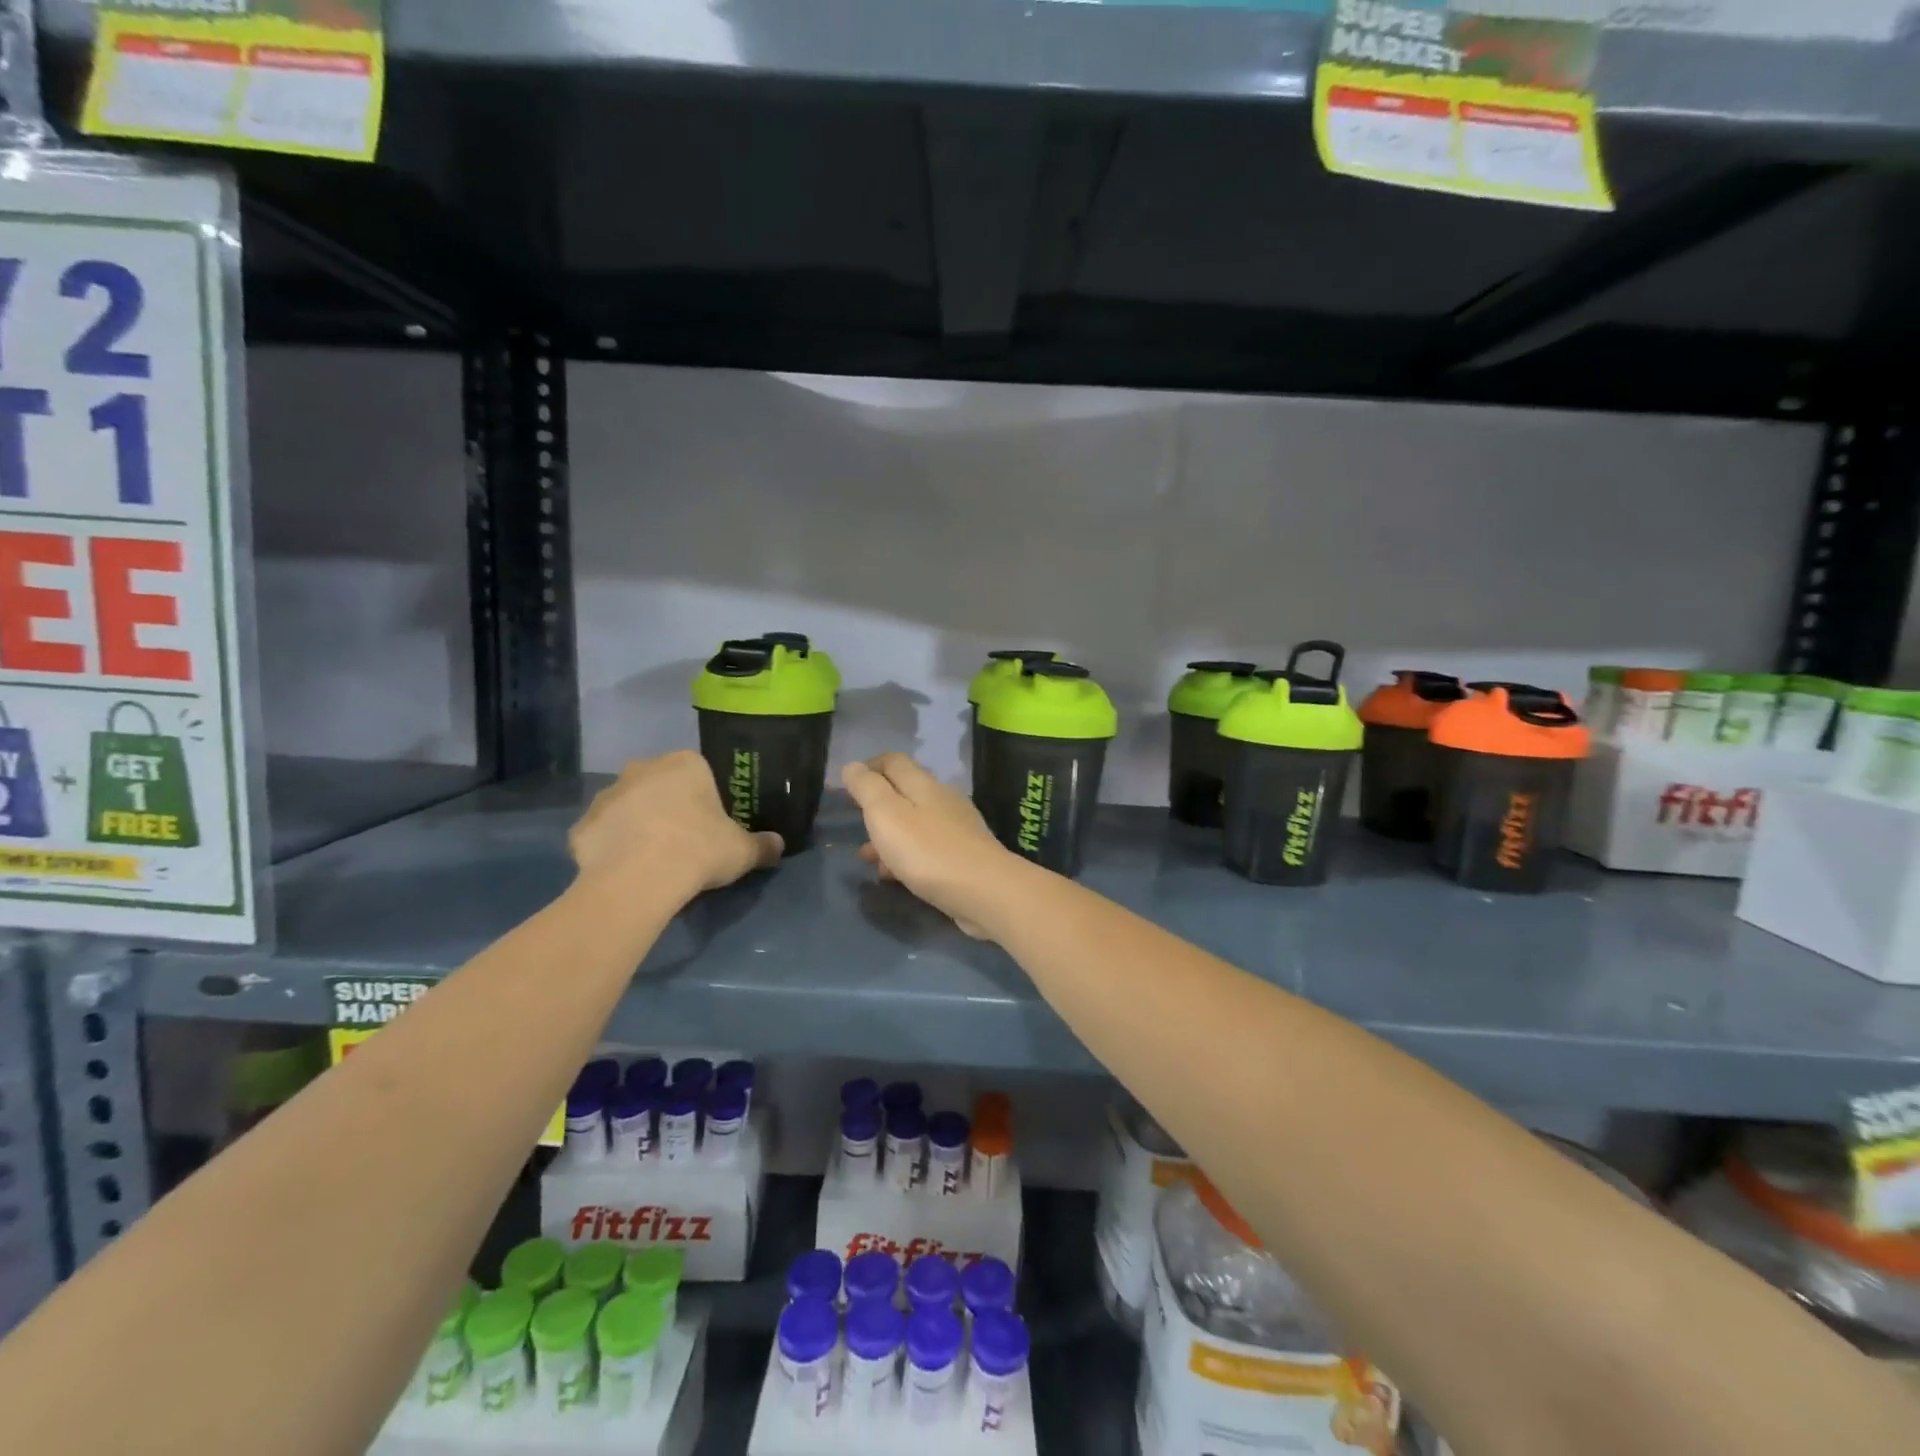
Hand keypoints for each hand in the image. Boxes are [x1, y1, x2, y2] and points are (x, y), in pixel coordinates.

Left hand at [570, 751, 782, 894]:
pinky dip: (611, 849)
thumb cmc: (699, 849)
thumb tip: (778, 845)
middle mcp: (642, 769)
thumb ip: (762, 845)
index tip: (711, 824)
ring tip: (652, 861)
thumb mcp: (743, 850)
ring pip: (628, 808)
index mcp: (685, 764)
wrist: (639, 879)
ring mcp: (606, 796)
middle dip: (668, 807)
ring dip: (637, 826)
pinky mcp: (581, 826)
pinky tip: (624, 872)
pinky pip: (603, 835)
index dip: (705, 799)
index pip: (699, 772)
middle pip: (660, 785)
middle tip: (683, 841)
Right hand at [842, 754, 1018, 938]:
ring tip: (866, 857)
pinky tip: (894, 877)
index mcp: (923, 784)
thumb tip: (853, 765)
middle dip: (877, 806)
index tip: (847, 786)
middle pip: (904, 792)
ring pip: (914, 824)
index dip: (869, 767)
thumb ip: (868, 788)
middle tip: (854, 822)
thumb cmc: (928, 851)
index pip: (893, 761)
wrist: (985, 892)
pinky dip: (906, 857)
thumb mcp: (886, 815)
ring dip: (888, 836)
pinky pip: (927, 849)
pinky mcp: (964, 856)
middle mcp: (942, 800)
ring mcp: (956, 829)